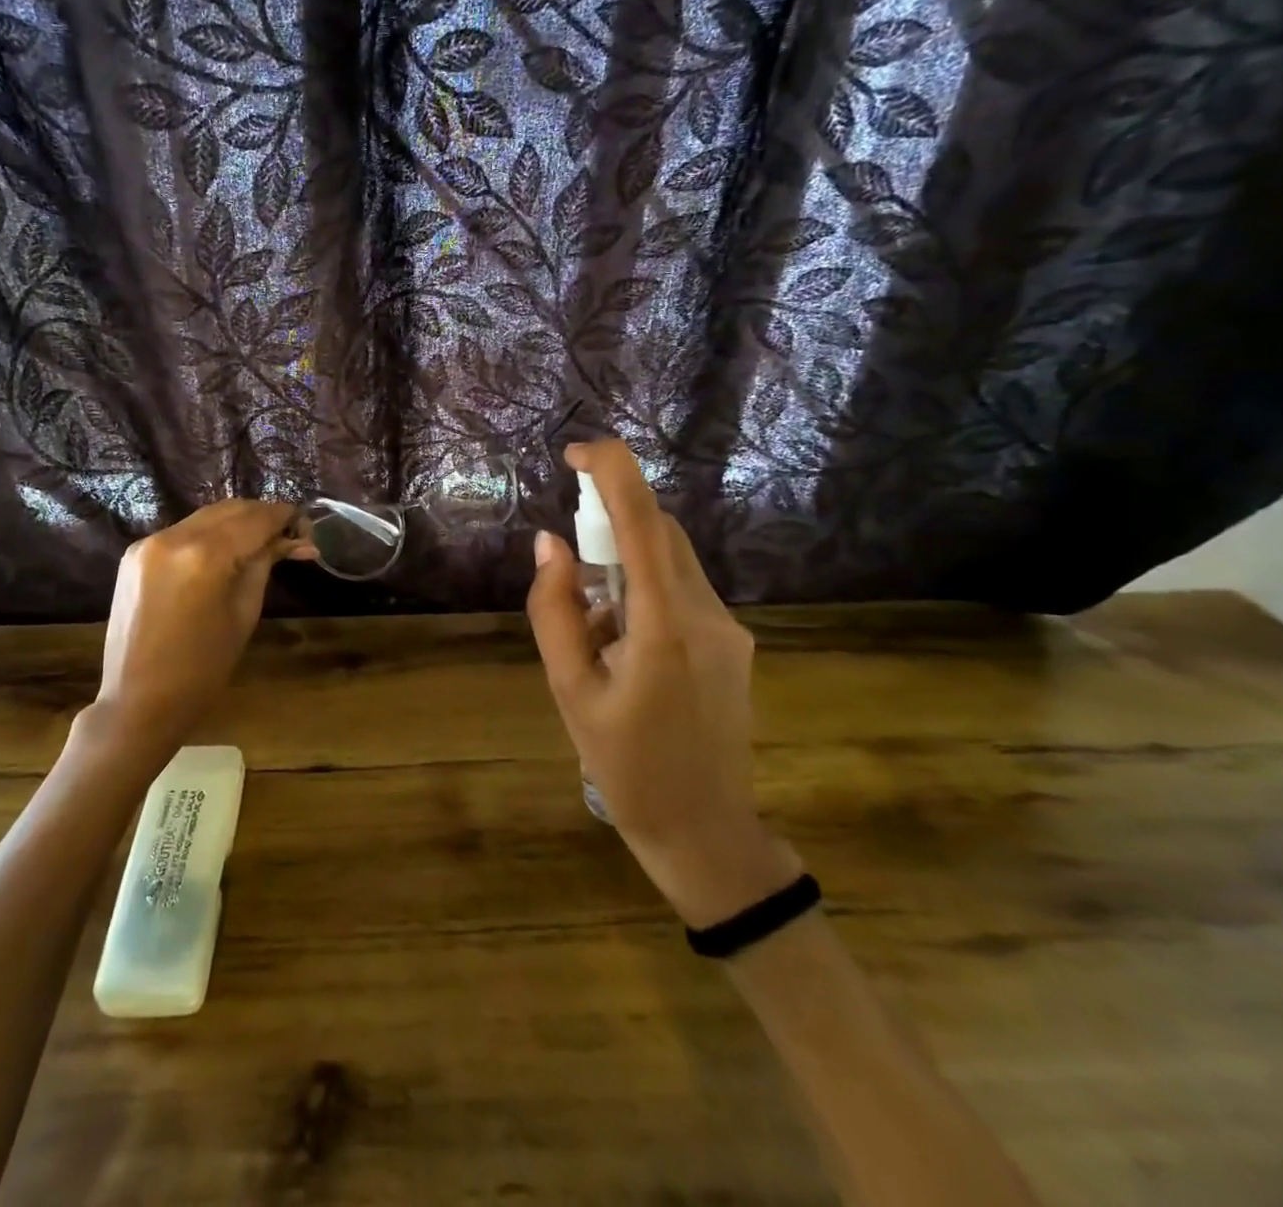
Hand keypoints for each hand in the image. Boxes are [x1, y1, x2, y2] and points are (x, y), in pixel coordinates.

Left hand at [79, 500, 313, 770]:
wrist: (138, 701)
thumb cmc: (202, 669)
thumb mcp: (244, 614)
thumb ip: (264, 565)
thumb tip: (295, 541)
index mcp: (205, 555)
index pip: (256, 519)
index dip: (285, 516)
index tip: (307, 526)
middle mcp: (173, 537)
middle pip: (230, 509)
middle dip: (262, 516)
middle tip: (289, 535)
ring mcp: (149, 542)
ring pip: (205, 517)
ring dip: (236, 522)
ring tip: (262, 543)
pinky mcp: (134, 553)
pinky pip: (182, 532)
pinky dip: (208, 535)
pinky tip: (224, 553)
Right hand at [526, 440, 796, 925]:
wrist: (703, 830)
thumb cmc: (626, 765)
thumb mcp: (570, 690)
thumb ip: (554, 610)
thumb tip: (549, 545)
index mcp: (665, 626)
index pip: (645, 523)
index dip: (614, 472)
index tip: (578, 451)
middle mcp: (708, 614)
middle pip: (662, 533)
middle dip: (611, 522)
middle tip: (567, 563)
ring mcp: (729, 629)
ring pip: (672, 561)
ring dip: (625, 563)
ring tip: (593, 629)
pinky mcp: (733, 644)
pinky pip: (682, 591)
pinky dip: (644, 591)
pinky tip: (622, 646)